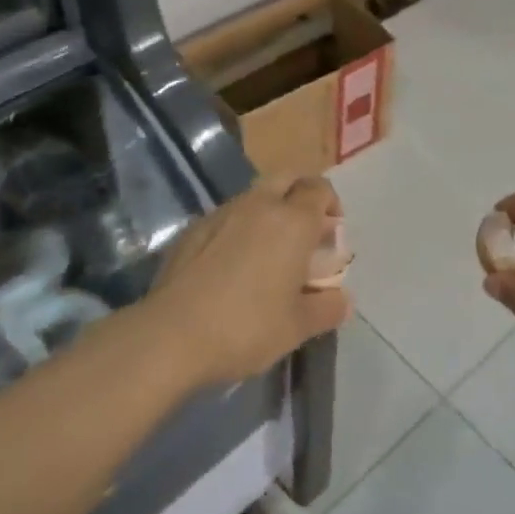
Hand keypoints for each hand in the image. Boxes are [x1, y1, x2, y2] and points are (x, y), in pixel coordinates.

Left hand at [143, 175, 352, 388]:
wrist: (171, 335)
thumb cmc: (246, 327)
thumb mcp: (297, 327)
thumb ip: (327, 308)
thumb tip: (343, 299)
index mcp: (292, 221)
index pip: (320, 189)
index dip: (330, 206)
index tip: (331, 236)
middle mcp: (259, 205)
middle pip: (287, 178)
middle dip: (301, 195)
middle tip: (304, 232)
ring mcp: (221, 213)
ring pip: (255, 196)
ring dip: (269, 211)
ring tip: (269, 251)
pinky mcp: (193, 229)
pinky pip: (227, 216)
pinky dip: (239, 228)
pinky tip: (232, 264)